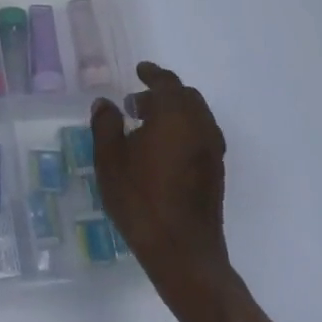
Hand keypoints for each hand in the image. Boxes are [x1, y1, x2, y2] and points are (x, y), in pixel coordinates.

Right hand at [90, 62, 234, 298]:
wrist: (182, 251)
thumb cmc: (140, 199)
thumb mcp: (110, 159)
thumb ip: (106, 125)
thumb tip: (106, 104)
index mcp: (176, 116)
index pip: (167, 83)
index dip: (152, 74)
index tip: (140, 70)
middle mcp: (200, 127)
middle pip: (186, 97)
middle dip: (162, 94)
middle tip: (136, 103)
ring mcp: (212, 151)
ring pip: (196, 117)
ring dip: (173, 113)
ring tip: (145, 126)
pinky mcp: (215, 173)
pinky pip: (200, 136)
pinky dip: (182, 131)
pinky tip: (161, 150)